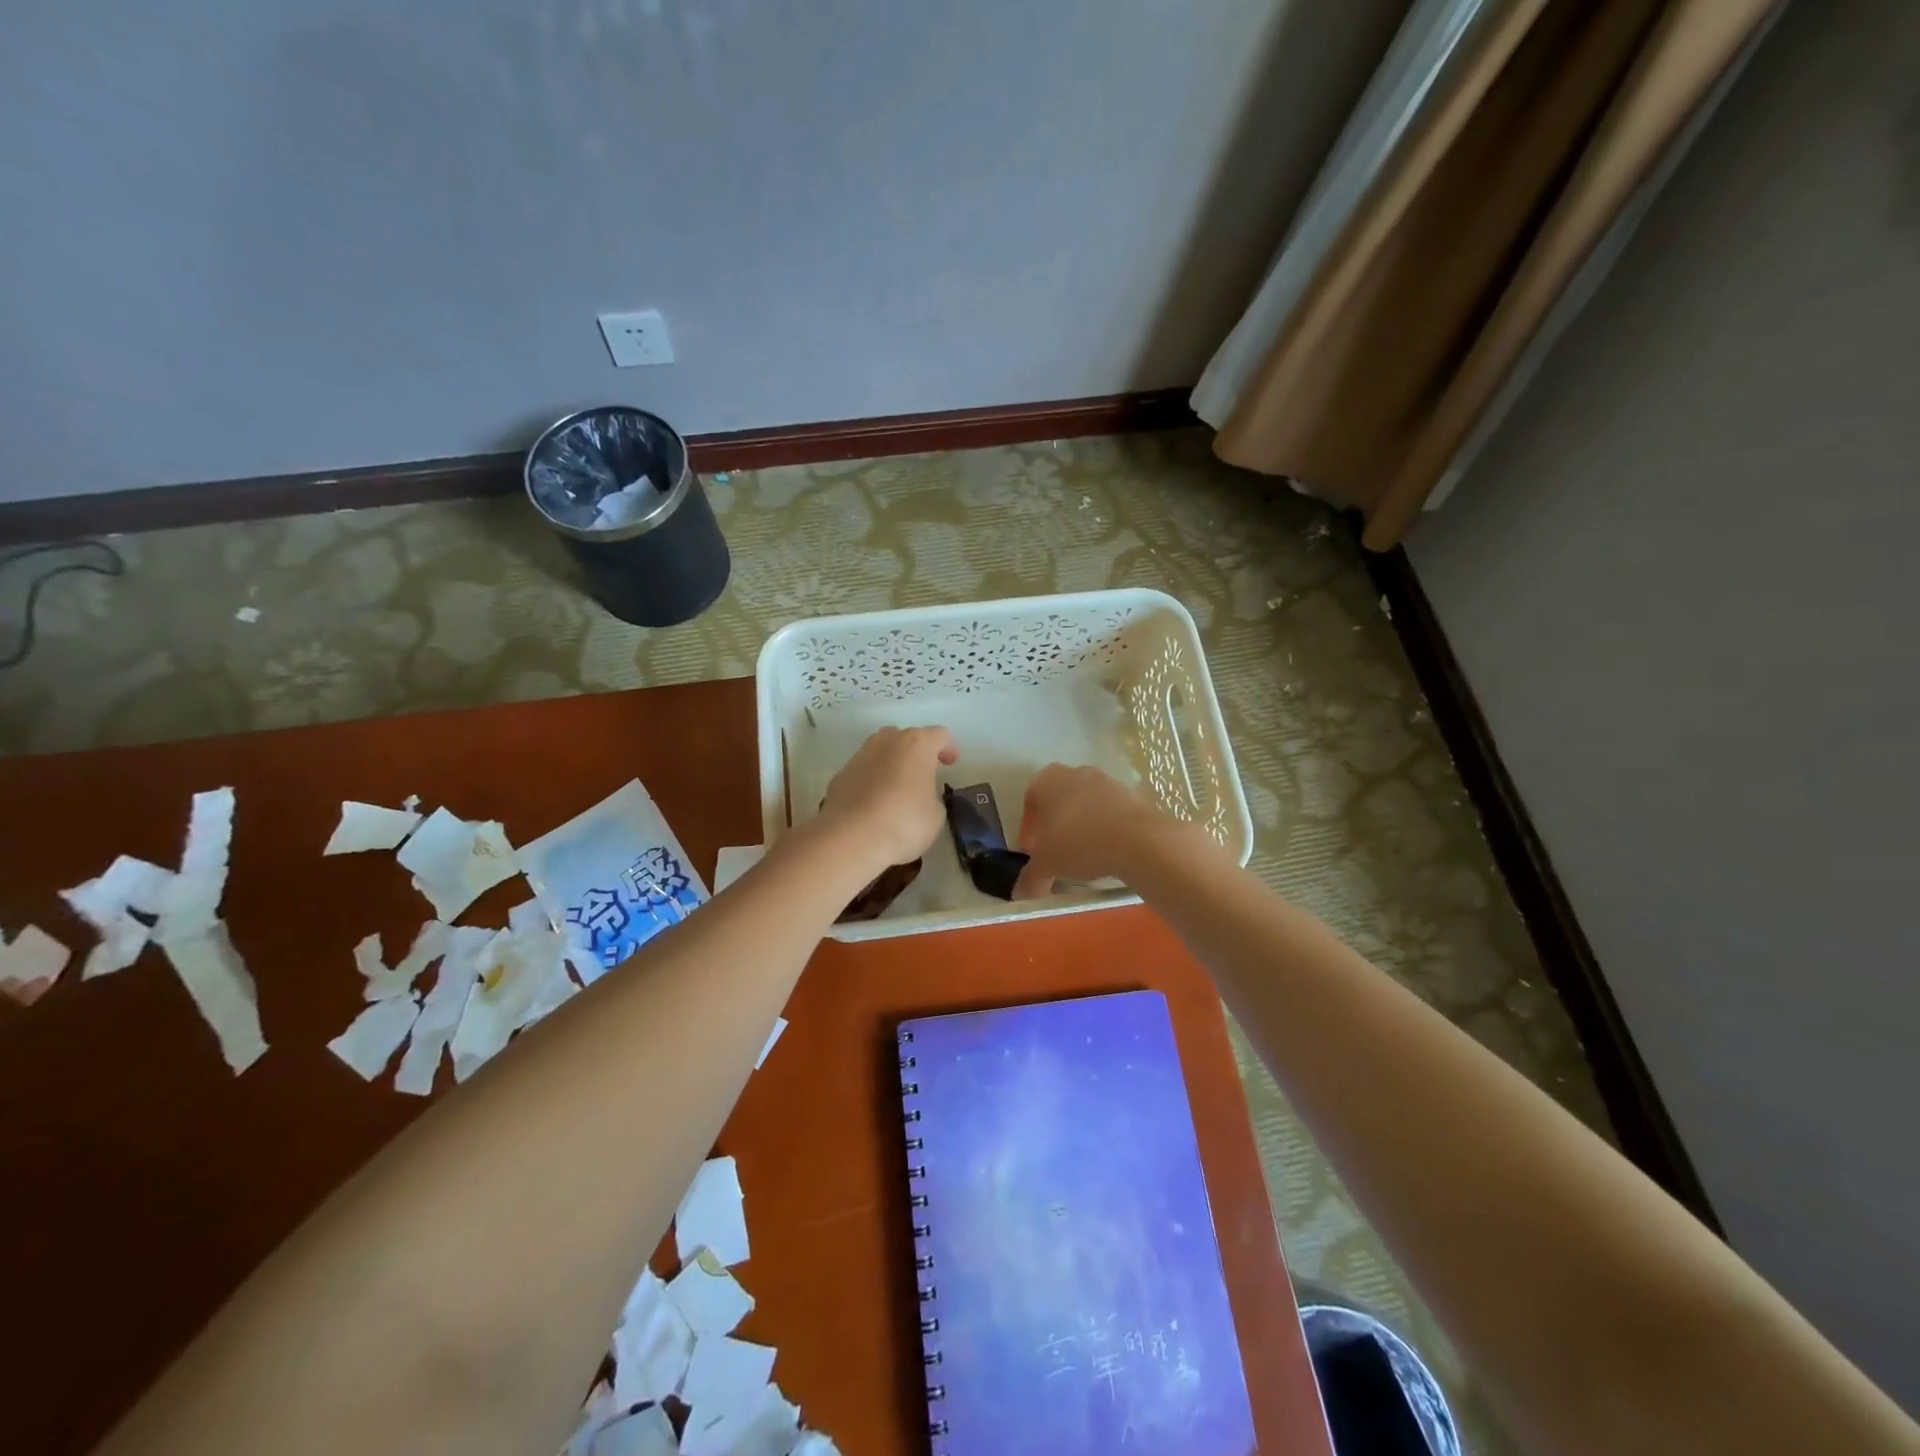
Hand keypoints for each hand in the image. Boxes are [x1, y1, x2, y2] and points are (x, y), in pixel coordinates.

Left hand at [816, 726, 959, 872]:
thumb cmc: (904, 822)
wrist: (850, 838)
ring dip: (891, 765)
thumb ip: (932, 798)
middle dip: (916, 753)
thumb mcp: (935, 815)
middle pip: (906, 737)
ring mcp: (859, 756)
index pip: (939, 735)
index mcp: (916, 744)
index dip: (948, 748)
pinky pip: (863, 772)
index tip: (951, 764)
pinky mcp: (840, 776)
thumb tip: (921, 798)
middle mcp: (886, 741)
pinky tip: (874, 804)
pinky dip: (871, 781)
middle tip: (923, 774)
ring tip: (897, 790)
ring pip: (881, 752)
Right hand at [1014, 763, 1179, 897]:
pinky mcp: (1131, 794)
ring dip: (1080, 827)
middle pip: (1058, 801)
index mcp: (1047, 780)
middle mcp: (1075, 773)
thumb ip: (1030, 877)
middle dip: (1055, 826)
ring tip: (1083, 856)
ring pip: (1085, 805)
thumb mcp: (1047, 865)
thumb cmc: (1078, 843)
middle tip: (1056, 854)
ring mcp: (1106, 781)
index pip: (1030, 801)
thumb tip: (1021, 892)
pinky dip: (1104, 829)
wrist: (1137, 839)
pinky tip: (1107, 852)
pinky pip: (1109, 813)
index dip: (1029, 828)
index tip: (1034, 852)